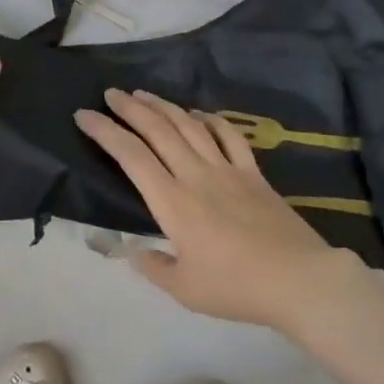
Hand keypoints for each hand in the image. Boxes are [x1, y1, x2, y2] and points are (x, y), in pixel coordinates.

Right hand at [75, 88, 366, 333]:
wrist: (298, 279)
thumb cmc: (236, 287)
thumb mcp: (185, 290)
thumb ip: (155, 267)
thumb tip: (135, 251)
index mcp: (173, 202)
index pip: (131, 156)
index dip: (105, 132)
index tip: (84, 115)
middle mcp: (195, 175)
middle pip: (158, 130)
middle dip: (130, 108)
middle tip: (111, 93)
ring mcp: (227, 169)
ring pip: (189, 126)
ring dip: (164, 106)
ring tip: (144, 94)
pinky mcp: (253, 173)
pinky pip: (229, 136)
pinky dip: (211, 120)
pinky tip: (199, 114)